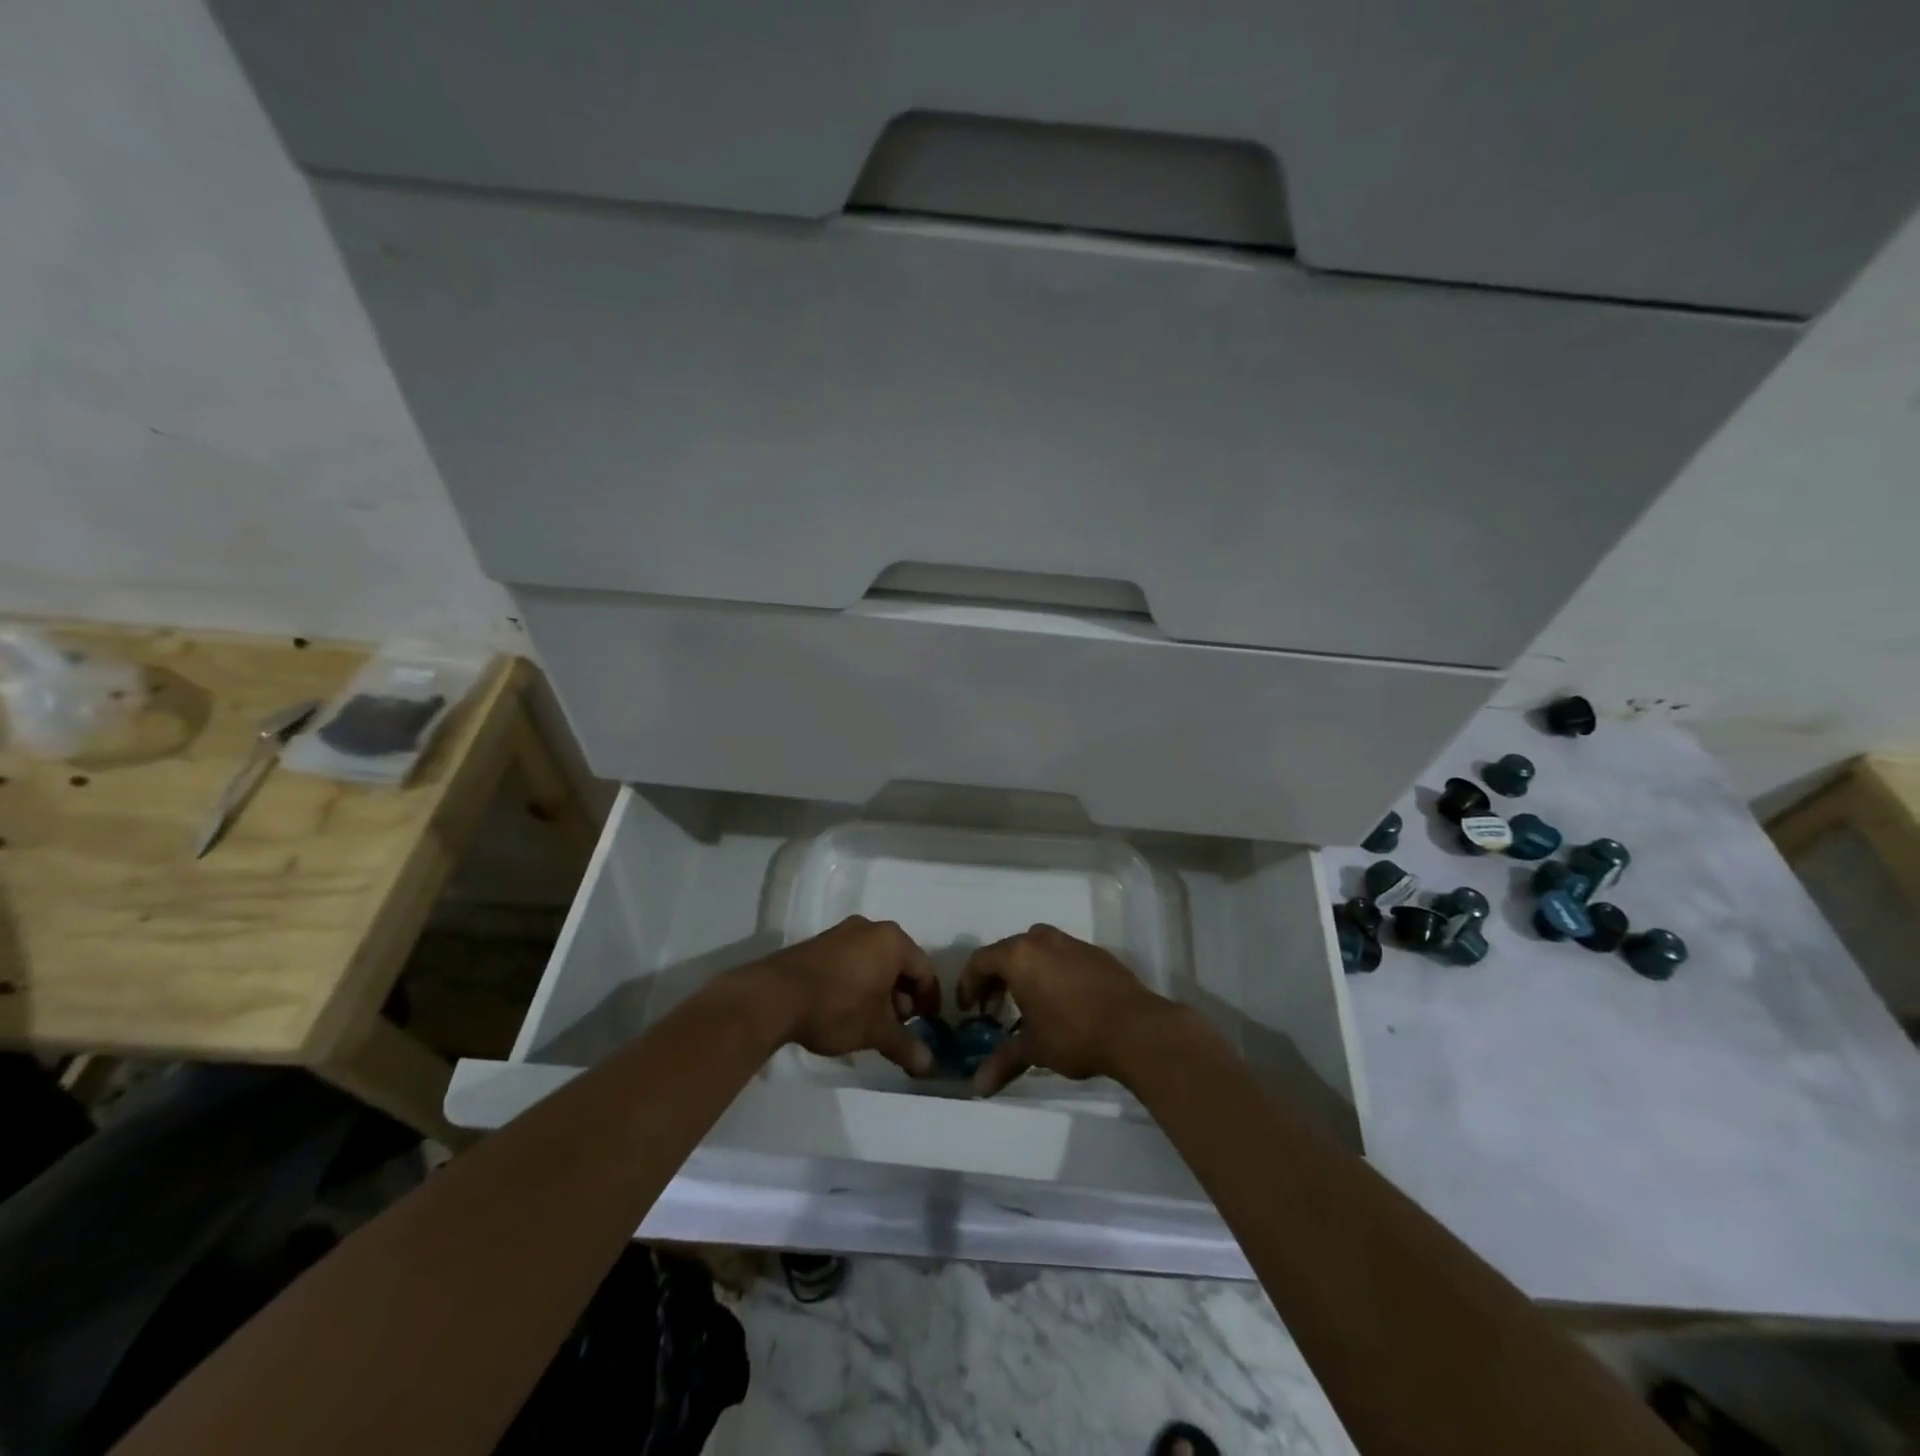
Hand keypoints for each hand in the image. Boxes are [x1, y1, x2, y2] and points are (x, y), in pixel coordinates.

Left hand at [746, 916, 941, 1075]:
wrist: (774, 997)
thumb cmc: (837, 1006)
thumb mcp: (875, 1031)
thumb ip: (905, 1045)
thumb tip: (929, 1066)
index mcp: (892, 941)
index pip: (925, 970)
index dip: (930, 1001)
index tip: (929, 1026)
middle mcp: (870, 928)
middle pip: (900, 964)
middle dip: (903, 998)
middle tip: (899, 1027)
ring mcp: (842, 933)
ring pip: (875, 963)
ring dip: (881, 992)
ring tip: (872, 1024)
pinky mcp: (820, 945)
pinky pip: (853, 962)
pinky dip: (859, 984)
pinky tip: (848, 1010)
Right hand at [957, 923, 1174, 1095]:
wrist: (1135, 1028)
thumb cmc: (1073, 1034)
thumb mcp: (1033, 1049)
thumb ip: (1003, 1062)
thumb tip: (976, 1087)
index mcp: (1019, 956)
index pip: (980, 961)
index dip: (969, 985)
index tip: (969, 1010)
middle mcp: (1042, 940)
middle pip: (1007, 952)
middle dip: (995, 980)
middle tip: (994, 1010)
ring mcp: (1072, 943)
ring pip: (1036, 950)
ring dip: (1024, 973)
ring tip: (1026, 1004)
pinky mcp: (1096, 953)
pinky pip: (1062, 956)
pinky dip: (1051, 972)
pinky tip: (1061, 1001)